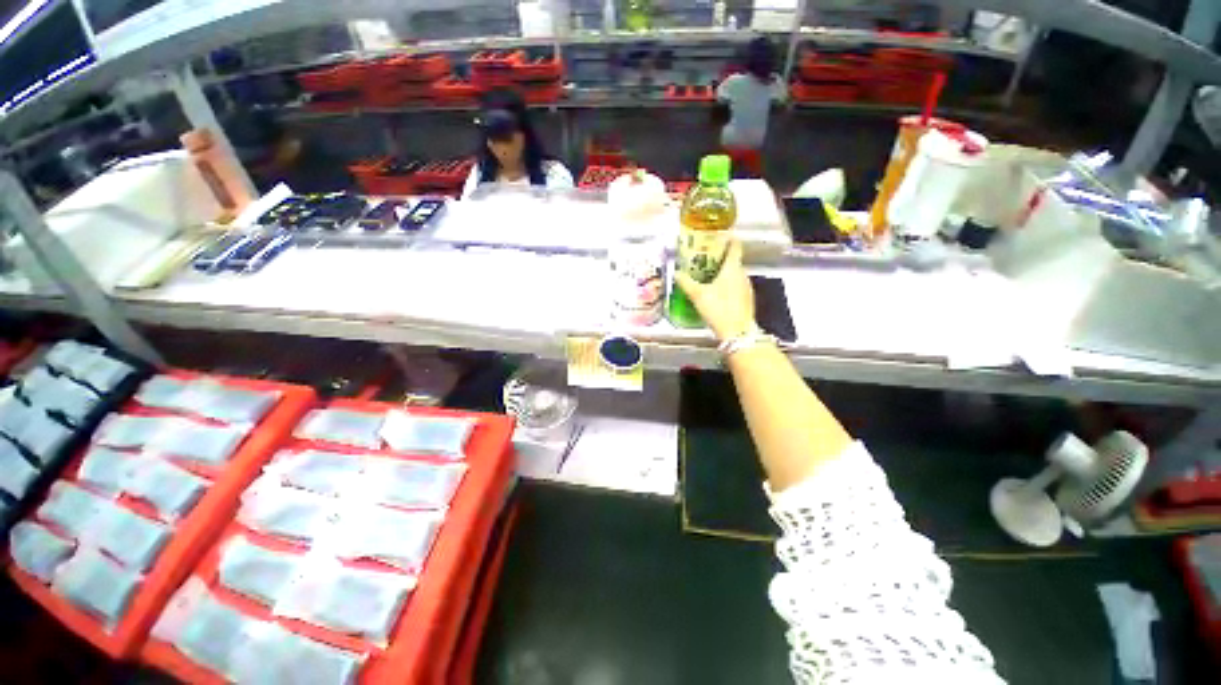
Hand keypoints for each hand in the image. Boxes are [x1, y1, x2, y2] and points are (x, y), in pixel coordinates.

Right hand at [675, 240, 755, 340]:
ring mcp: (746, 287)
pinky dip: (727, 283)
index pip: (735, 246)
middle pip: (733, 260)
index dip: (728, 238)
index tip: (718, 235)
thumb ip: (686, 282)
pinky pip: (736, 285)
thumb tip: (676, 272)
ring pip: (734, 273)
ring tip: (707, 273)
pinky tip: (716, 291)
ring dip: (723, 271)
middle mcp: (742, 274)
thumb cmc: (718, 308)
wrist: (737, 332)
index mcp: (733, 268)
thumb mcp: (698, 295)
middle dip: (719, 257)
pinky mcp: (746, 299)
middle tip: (704, 257)